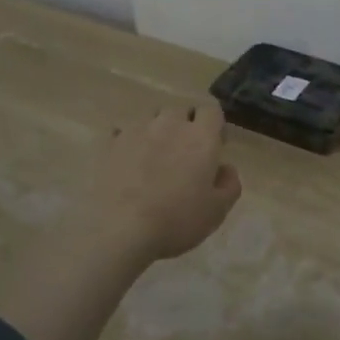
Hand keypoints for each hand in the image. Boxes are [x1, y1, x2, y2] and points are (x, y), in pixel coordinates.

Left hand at [94, 103, 242, 260]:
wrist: (120, 230)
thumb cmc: (176, 220)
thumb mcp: (217, 211)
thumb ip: (229, 184)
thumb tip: (226, 168)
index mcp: (201, 137)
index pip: (212, 110)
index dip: (214, 125)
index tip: (214, 146)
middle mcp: (170, 124)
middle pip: (181, 110)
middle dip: (185, 126)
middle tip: (183, 154)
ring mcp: (137, 129)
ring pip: (151, 118)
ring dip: (156, 131)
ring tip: (153, 157)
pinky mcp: (110, 142)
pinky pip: (123, 132)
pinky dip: (128, 142)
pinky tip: (127, 162)